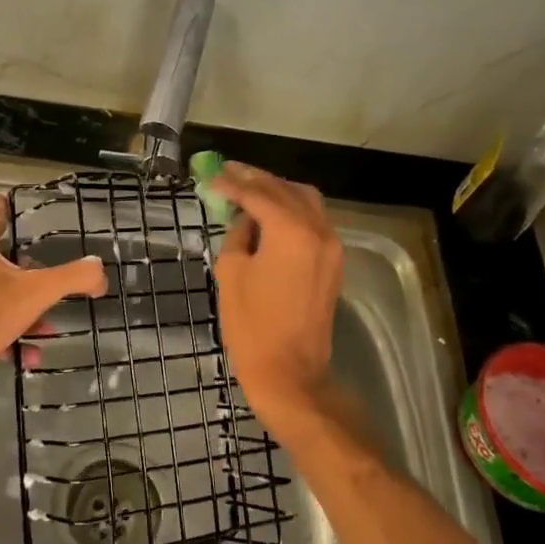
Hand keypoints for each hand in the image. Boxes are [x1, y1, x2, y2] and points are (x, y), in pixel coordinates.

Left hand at [0, 194, 106, 406]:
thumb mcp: (38, 292)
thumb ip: (72, 277)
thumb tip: (99, 269)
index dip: (6, 210)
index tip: (11, 201)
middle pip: (2, 261)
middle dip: (30, 273)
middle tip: (51, 278)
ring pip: (0, 296)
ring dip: (26, 311)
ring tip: (49, 327)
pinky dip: (12, 335)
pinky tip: (32, 353)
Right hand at [212, 163, 342, 419]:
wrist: (290, 371)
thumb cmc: (252, 324)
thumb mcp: (231, 272)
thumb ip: (238, 234)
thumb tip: (245, 219)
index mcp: (291, 231)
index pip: (258, 194)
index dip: (232, 183)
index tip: (211, 177)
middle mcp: (318, 230)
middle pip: (285, 189)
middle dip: (255, 179)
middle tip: (227, 172)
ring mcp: (331, 245)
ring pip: (305, 200)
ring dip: (277, 190)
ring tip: (248, 187)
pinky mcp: (334, 261)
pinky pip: (314, 219)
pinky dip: (291, 208)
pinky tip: (269, 212)